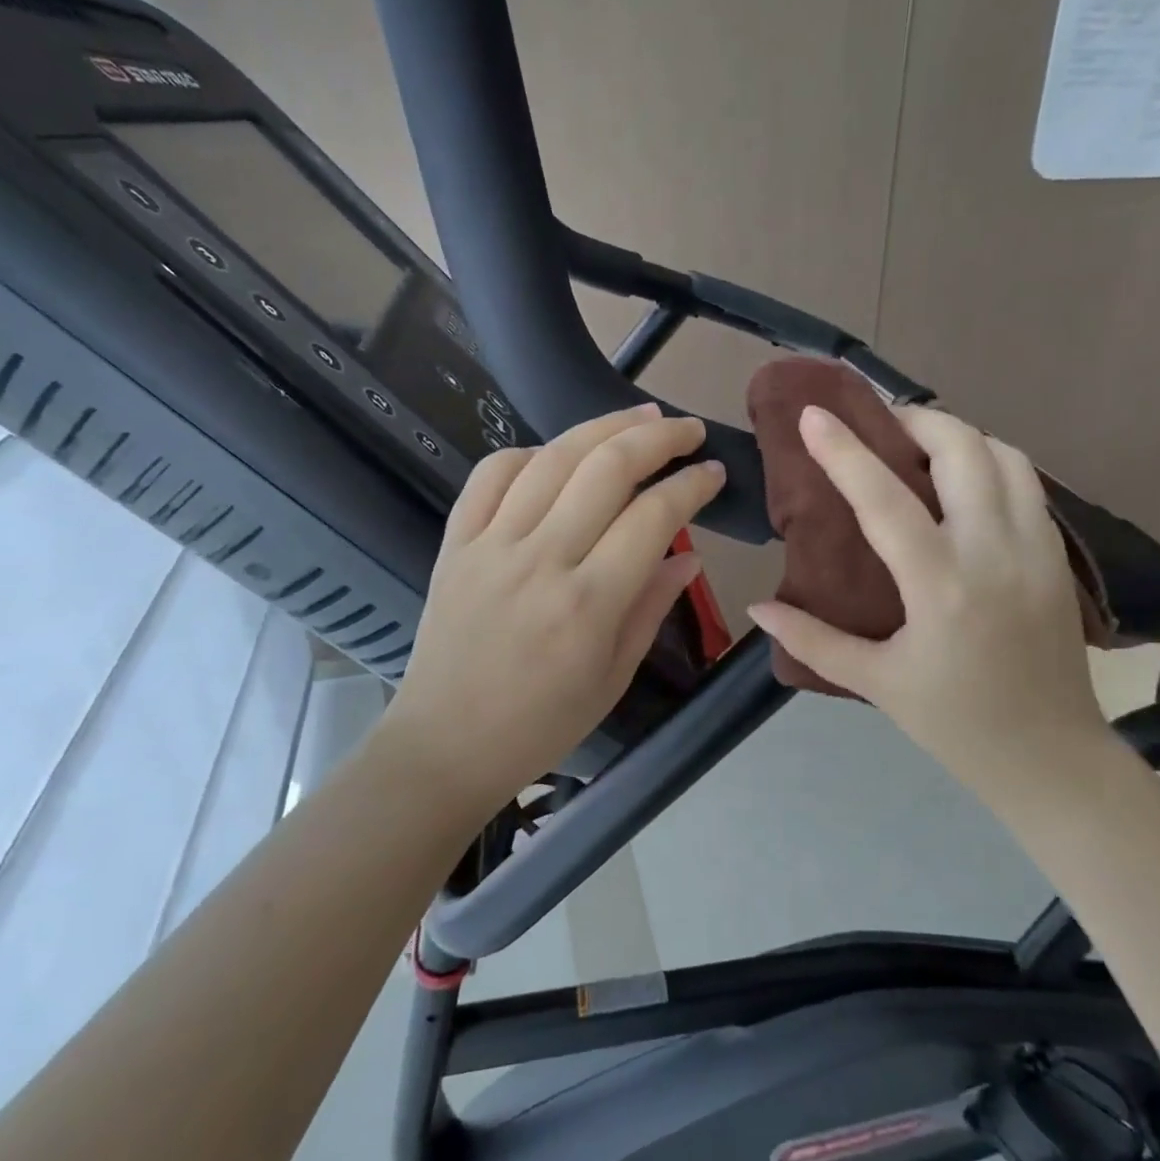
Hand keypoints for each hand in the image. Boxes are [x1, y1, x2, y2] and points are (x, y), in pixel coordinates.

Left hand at [381, 404, 725, 815]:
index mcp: (588, 604)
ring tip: (638, 417)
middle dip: (657, 437)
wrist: (446, 743)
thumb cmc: (541, 724)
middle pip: (606, 469)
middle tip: (687, 429)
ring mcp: (491, 545)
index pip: (653, 517)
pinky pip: (491, 475)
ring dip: (602, 426)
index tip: (713, 473)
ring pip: (552, 458)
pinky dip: (529, 452)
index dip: (691, 486)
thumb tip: (689, 554)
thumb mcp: (614, 676)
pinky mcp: (456, 542)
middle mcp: (541, 561)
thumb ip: (652, 607)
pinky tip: (556, 454)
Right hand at [747, 405, 1109, 790]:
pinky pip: (1028, 483)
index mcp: (941, 587)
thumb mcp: (875, 683)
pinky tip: (964, 483)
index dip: (844, 451)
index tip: (814, 415)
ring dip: (959, 437)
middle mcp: (995, 553)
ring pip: (1005, 456)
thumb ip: (813, 639)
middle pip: (962, 450)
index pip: (885, 499)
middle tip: (880, 425)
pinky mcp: (1060, 557)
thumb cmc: (955, 724)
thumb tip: (757, 609)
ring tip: (921, 447)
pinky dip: (992, 462)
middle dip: (916, 421)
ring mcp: (1037, 550)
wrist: (1052, 758)